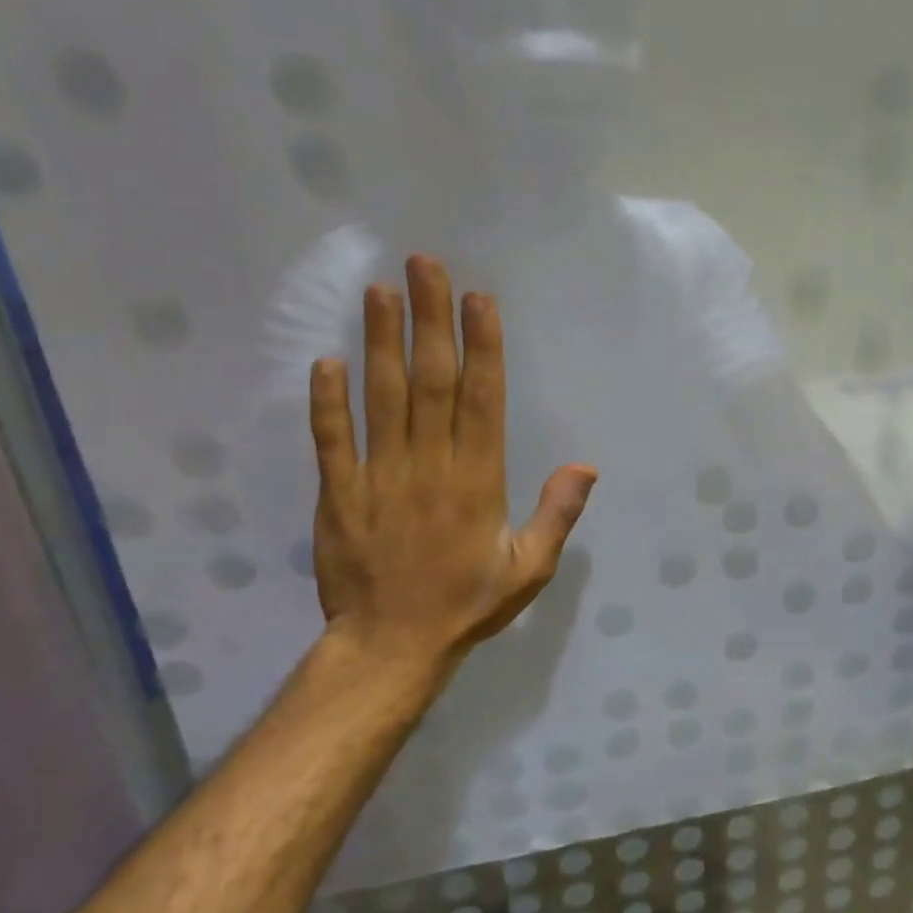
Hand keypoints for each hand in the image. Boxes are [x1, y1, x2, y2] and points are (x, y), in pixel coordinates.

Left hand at [307, 255, 596, 699]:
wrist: (391, 646)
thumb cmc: (469, 604)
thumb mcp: (530, 567)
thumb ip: (557, 514)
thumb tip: (586, 465)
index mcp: (479, 481)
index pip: (482, 399)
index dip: (481, 346)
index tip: (477, 299)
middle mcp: (430, 467)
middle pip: (431, 382)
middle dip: (430, 321)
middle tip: (423, 266)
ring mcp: (379, 477)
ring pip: (382, 398)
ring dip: (380, 343)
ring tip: (378, 292)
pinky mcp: (339, 494)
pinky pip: (331, 441)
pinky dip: (327, 401)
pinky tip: (326, 360)